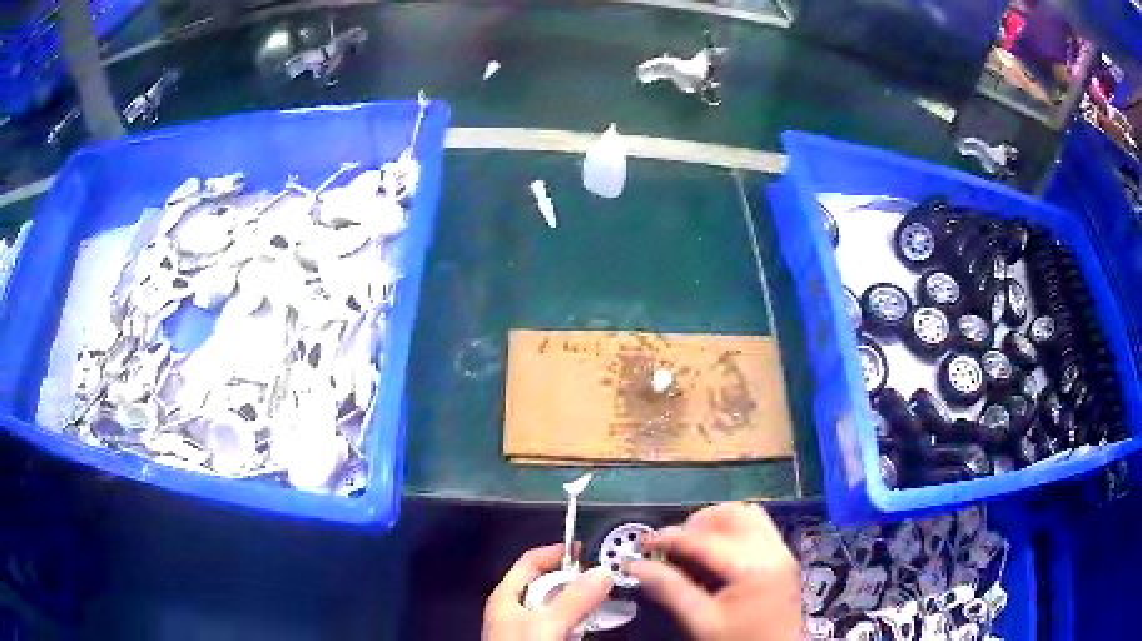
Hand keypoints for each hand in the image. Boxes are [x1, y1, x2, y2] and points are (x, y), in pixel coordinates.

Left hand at [483, 544, 613, 640]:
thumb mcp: (547, 624)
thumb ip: (573, 599)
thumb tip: (603, 571)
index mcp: (506, 597)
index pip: (531, 561)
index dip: (558, 552)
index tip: (590, 550)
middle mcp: (515, 609)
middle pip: (547, 584)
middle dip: (576, 580)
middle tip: (606, 578)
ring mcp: (526, 629)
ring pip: (557, 606)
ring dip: (580, 602)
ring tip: (607, 600)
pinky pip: (561, 625)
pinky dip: (578, 621)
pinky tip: (593, 624)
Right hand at [629, 502, 801, 640]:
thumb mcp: (700, 621)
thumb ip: (669, 590)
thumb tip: (636, 566)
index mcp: (753, 567)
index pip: (705, 539)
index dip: (669, 538)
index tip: (643, 545)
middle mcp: (774, 551)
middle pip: (733, 514)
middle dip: (697, 523)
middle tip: (672, 546)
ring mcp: (782, 552)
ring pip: (749, 515)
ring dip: (717, 523)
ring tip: (693, 547)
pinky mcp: (784, 559)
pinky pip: (759, 528)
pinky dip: (733, 531)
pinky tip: (715, 556)